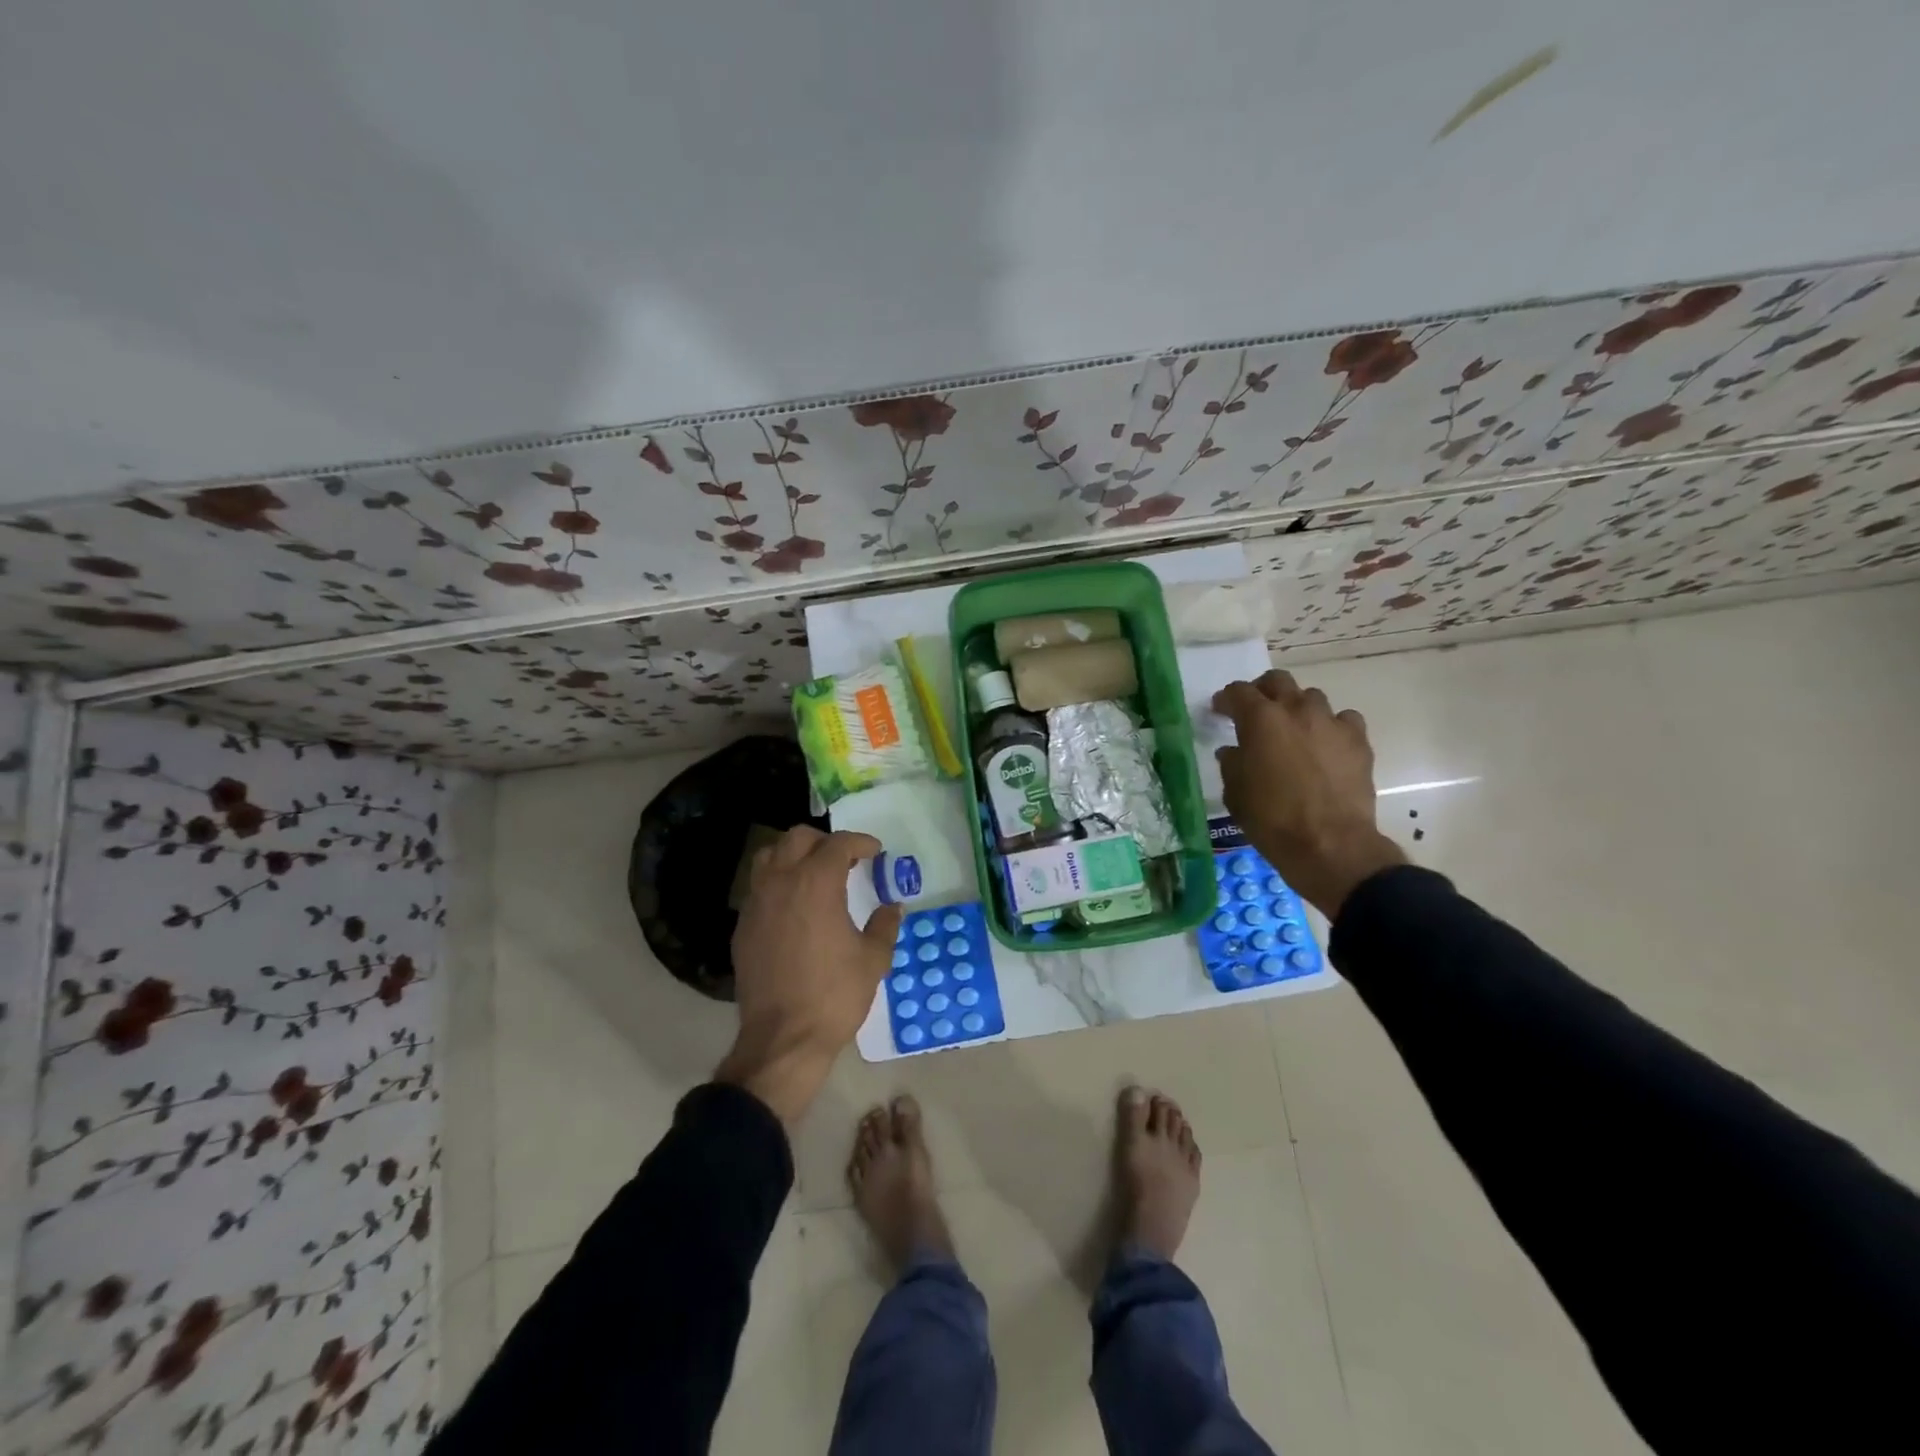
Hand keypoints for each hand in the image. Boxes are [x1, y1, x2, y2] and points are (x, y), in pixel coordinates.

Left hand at [716, 826, 903, 1122]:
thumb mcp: (873, 960)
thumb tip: (892, 907)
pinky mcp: (742, 926)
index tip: (875, 851)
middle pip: (797, 838)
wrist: (783, 1039)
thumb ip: (885, 925)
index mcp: (816, 883)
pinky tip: (794, 907)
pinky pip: (758, 887)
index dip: (860, 842)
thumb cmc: (834, 995)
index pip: (838, 844)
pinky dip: (777, 883)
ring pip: (768, 856)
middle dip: (824, 841)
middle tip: (845, 859)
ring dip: (793, 855)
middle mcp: (781, 882)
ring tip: (813, 874)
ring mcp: (756, 903)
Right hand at [1213, 670, 1406, 918]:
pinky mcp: (1358, 741)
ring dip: (1298, 708)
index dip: (1226, 699)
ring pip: (1312, 698)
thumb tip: (1234, 751)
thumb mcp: (1235, 792)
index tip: (1220, 711)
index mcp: (1260, 719)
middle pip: (1278, 681)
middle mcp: (1296, 710)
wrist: (1329, 844)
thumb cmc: (1271, 819)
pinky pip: (1343, 720)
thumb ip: (1232, 763)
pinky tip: (1326, 745)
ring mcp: (1331, 722)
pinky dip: (1331, 727)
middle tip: (1256, 711)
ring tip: (1294, 730)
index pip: (1238, 692)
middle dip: (1263, 691)